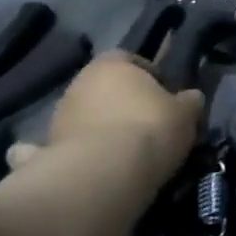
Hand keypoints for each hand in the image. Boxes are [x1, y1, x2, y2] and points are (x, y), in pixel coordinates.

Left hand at [5, 53, 204, 190]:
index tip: (164, 95)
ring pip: (84, 119)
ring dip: (100, 130)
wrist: (103, 176)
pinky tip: (93, 168)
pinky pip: (64, 149)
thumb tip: (190, 98)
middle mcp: (78, 85)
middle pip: (104, 89)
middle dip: (122, 104)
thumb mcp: (186, 112)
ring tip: (126, 152)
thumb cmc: (150, 129)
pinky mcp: (45, 154)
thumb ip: (188, 101)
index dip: (148, 74)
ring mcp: (57, 120)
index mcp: (111, 65)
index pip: (128, 58)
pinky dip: (75, 154)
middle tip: (148, 125)